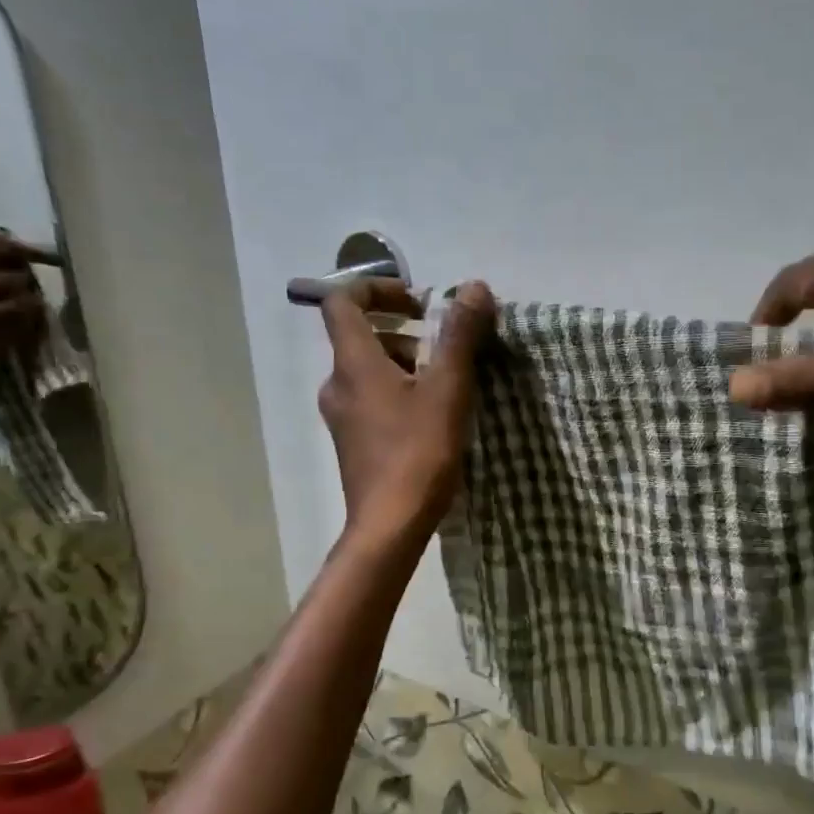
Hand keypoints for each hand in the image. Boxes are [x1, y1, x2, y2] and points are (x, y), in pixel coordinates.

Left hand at [317, 278, 494, 541]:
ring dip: (405, 360)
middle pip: (359, 336)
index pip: (342, 301)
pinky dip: (399, 390)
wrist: (390, 526)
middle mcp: (338, 384)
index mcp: (353, 363)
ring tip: (447, 376)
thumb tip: (474, 287)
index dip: (376, 288)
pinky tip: (435, 413)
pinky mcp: (354, 443)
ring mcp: (342, 417)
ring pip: (368, 370)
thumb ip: (460, 335)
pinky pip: (372, 399)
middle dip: (403, 328)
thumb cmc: (418, 452)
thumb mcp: (448, 388)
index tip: (417, 301)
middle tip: (444, 339)